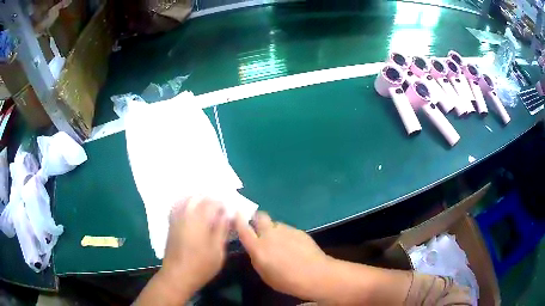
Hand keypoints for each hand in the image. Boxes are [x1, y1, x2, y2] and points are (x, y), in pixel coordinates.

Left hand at [160, 196, 229, 294]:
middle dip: (210, 199)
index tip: (229, 211)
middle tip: (220, 208)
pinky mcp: (171, 224)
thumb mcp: (218, 250)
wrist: (177, 275)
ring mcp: (176, 218)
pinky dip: (186, 202)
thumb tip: (227, 214)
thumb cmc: (201, 265)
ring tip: (207, 206)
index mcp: (199, 220)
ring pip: (186, 198)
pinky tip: (191, 209)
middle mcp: (186, 214)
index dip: (223, 204)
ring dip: (198, 199)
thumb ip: (222, 229)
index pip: (212, 202)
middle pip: (198, 197)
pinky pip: (177, 205)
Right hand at [235, 212, 330, 299]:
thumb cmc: (287, 281)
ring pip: (275, 224)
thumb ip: (257, 258)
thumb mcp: (265, 274)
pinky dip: (286, 235)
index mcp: (258, 247)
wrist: (315, 274)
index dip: (238, 220)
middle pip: (260, 216)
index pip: (243, 228)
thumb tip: (255, 250)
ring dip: (273, 230)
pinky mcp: (298, 231)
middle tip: (259, 228)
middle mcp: (270, 235)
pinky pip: (287, 229)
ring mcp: (285, 230)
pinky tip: (293, 246)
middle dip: (257, 219)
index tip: (236, 214)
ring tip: (280, 243)